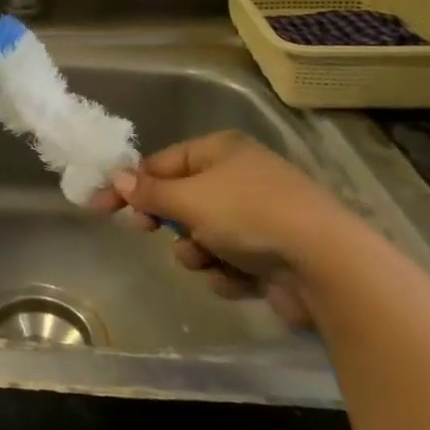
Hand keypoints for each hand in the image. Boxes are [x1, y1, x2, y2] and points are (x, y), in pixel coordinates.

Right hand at [88, 131, 370, 327]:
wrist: (328, 267)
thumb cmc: (250, 216)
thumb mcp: (189, 199)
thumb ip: (149, 192)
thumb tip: (117, 179)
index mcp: (222, 151)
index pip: (162, 163)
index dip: (130, 184)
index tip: (100, 206)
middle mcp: (240, 178)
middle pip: (181, 200)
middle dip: (169, 222)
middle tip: (146, 230)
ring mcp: (259, 218)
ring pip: (201, 236)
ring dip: (197, 252)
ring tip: (211, 259)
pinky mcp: (272, 256)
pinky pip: (228, 262)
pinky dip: (227, 272)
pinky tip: (242, 279)